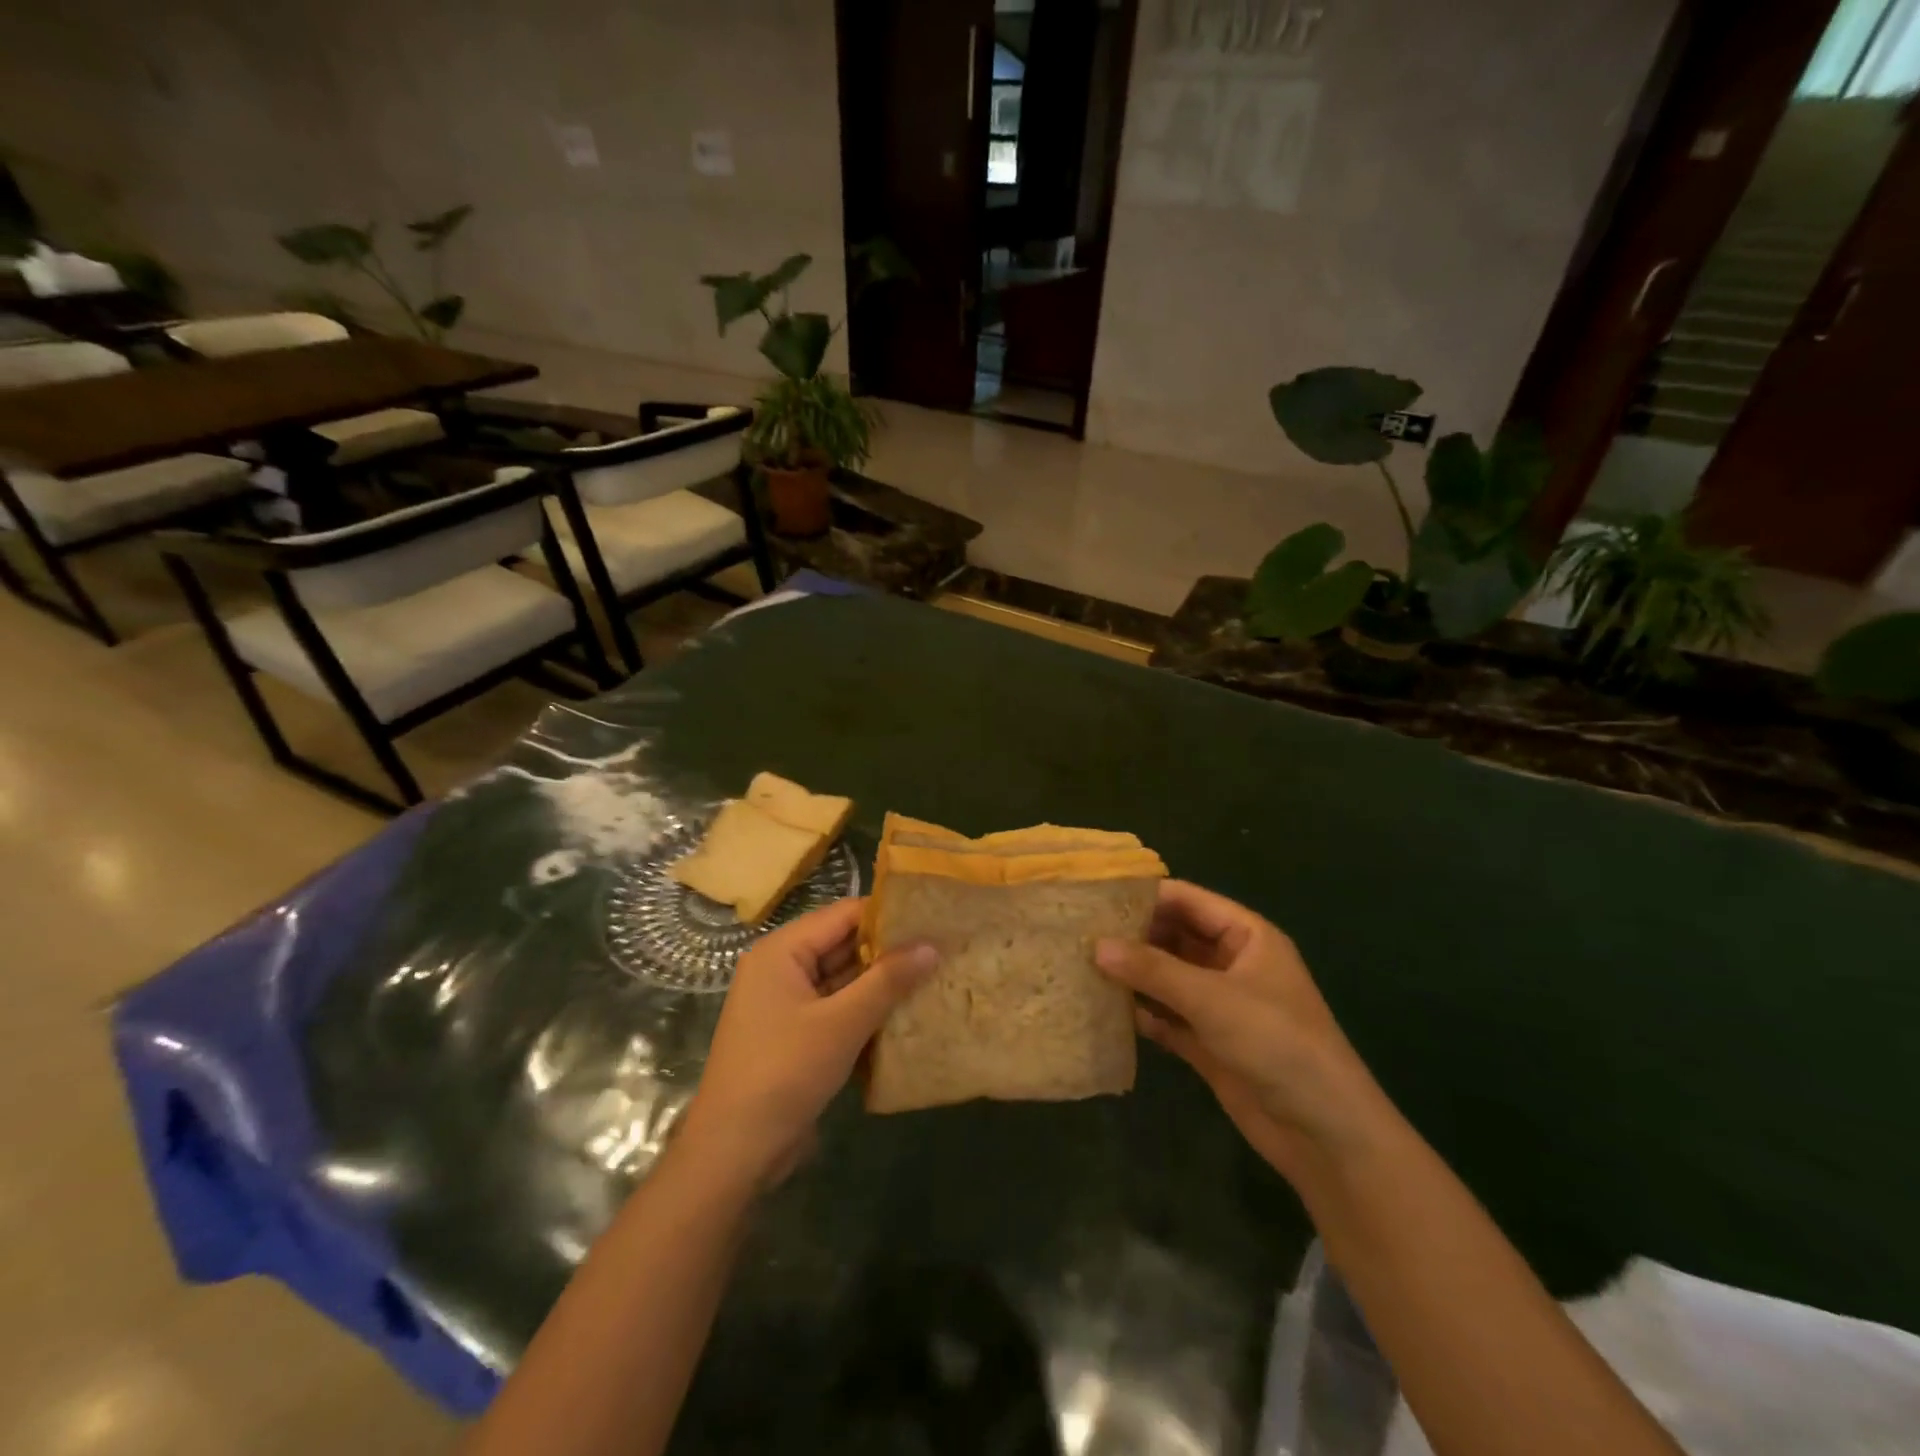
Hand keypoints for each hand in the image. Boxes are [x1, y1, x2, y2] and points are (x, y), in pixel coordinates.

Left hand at [677, 898, 935, 1191]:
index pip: (843, 914)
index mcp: (782, 950)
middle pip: (843, 943)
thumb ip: (887, 981)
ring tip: (934, 974)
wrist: (733, 1152)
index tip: (933, 918)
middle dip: (888, 949)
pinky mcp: (795, 1033)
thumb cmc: (784, 1073)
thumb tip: (931, 945)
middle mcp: (781, 967)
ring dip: (881, 981)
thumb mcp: (841, 1024)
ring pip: (842, 977)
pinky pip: (836, 1006)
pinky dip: (865, 1008)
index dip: (888, 914)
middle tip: (941, 947)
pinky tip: (905, 1012)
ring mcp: (787, 1002)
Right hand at [1095, 881, 1382, 1185]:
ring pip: (1167, 977)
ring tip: (1081, 965)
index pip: (1187, 900)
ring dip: (1133, 974)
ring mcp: (1219, 1004)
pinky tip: (1104, 1008)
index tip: (1095, 896)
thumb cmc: (1277, 1044)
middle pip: (1173, 937)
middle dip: (1132, 936)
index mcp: (1246, 936)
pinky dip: (1141, 1011)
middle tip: (1078, 932)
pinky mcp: (1208, 1042)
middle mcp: (1231, 963)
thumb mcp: (1213, 999)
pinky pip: (1166, 1015)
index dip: (1145, 896)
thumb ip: (1153, 969)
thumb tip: (1096, 945)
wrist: (1324, 1134)